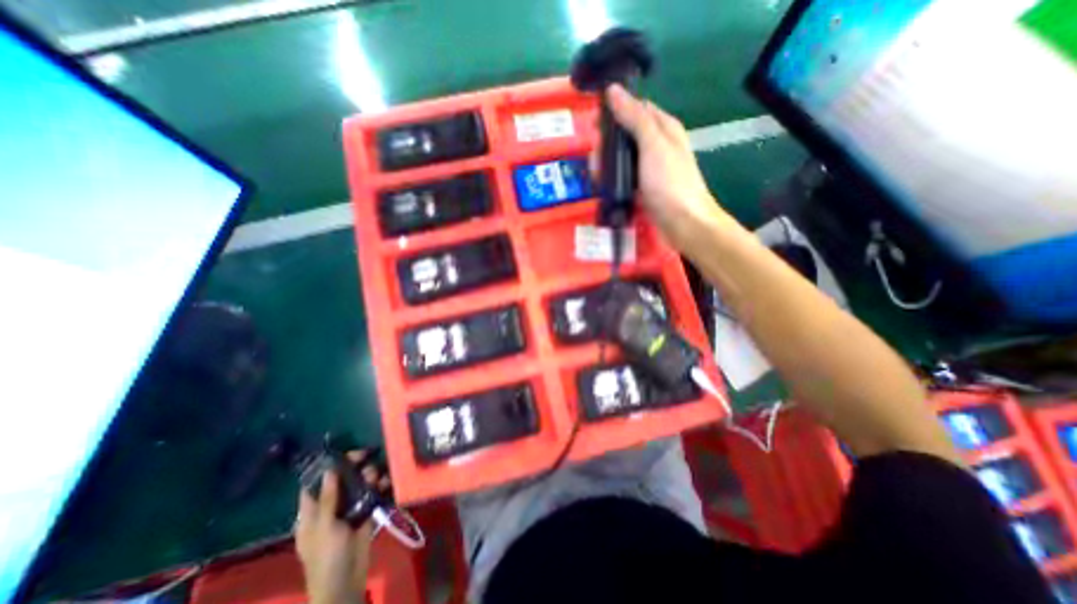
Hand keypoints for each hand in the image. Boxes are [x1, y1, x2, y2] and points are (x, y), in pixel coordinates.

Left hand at [294, 450, 392, 603]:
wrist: (346, 583)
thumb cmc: (327, 557)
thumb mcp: (324, 527)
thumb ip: (328, 498)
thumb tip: (329, 469)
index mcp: (312, 512)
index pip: (314, 484)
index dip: (326, 468)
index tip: (342, 453)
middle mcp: (330, 507)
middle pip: (340, 481)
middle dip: (353, 468)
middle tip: (367, 457)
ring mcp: (348, 510)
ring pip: (358, 485)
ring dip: (369, 477)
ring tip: (376, 475)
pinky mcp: (365, 514)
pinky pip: (372, 495)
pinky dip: (380, 487)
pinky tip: (386, 482)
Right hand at [602, 82, 735, 249]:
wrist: (683, 222)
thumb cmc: (670, 182)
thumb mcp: (653, 145)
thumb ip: (634, 118)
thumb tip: (614, 89)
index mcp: (663, 127)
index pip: (634, 108)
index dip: (613, 113)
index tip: (593, 126)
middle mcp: (656, 144)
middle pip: (624, 135)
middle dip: (606, 145)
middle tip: (596, 161)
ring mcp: (649, 168)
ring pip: (621, 157)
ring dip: (606, 164)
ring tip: (596, 178)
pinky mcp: (643, 187)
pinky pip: (623, 176)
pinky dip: (612, 179)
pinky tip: (604, 187)